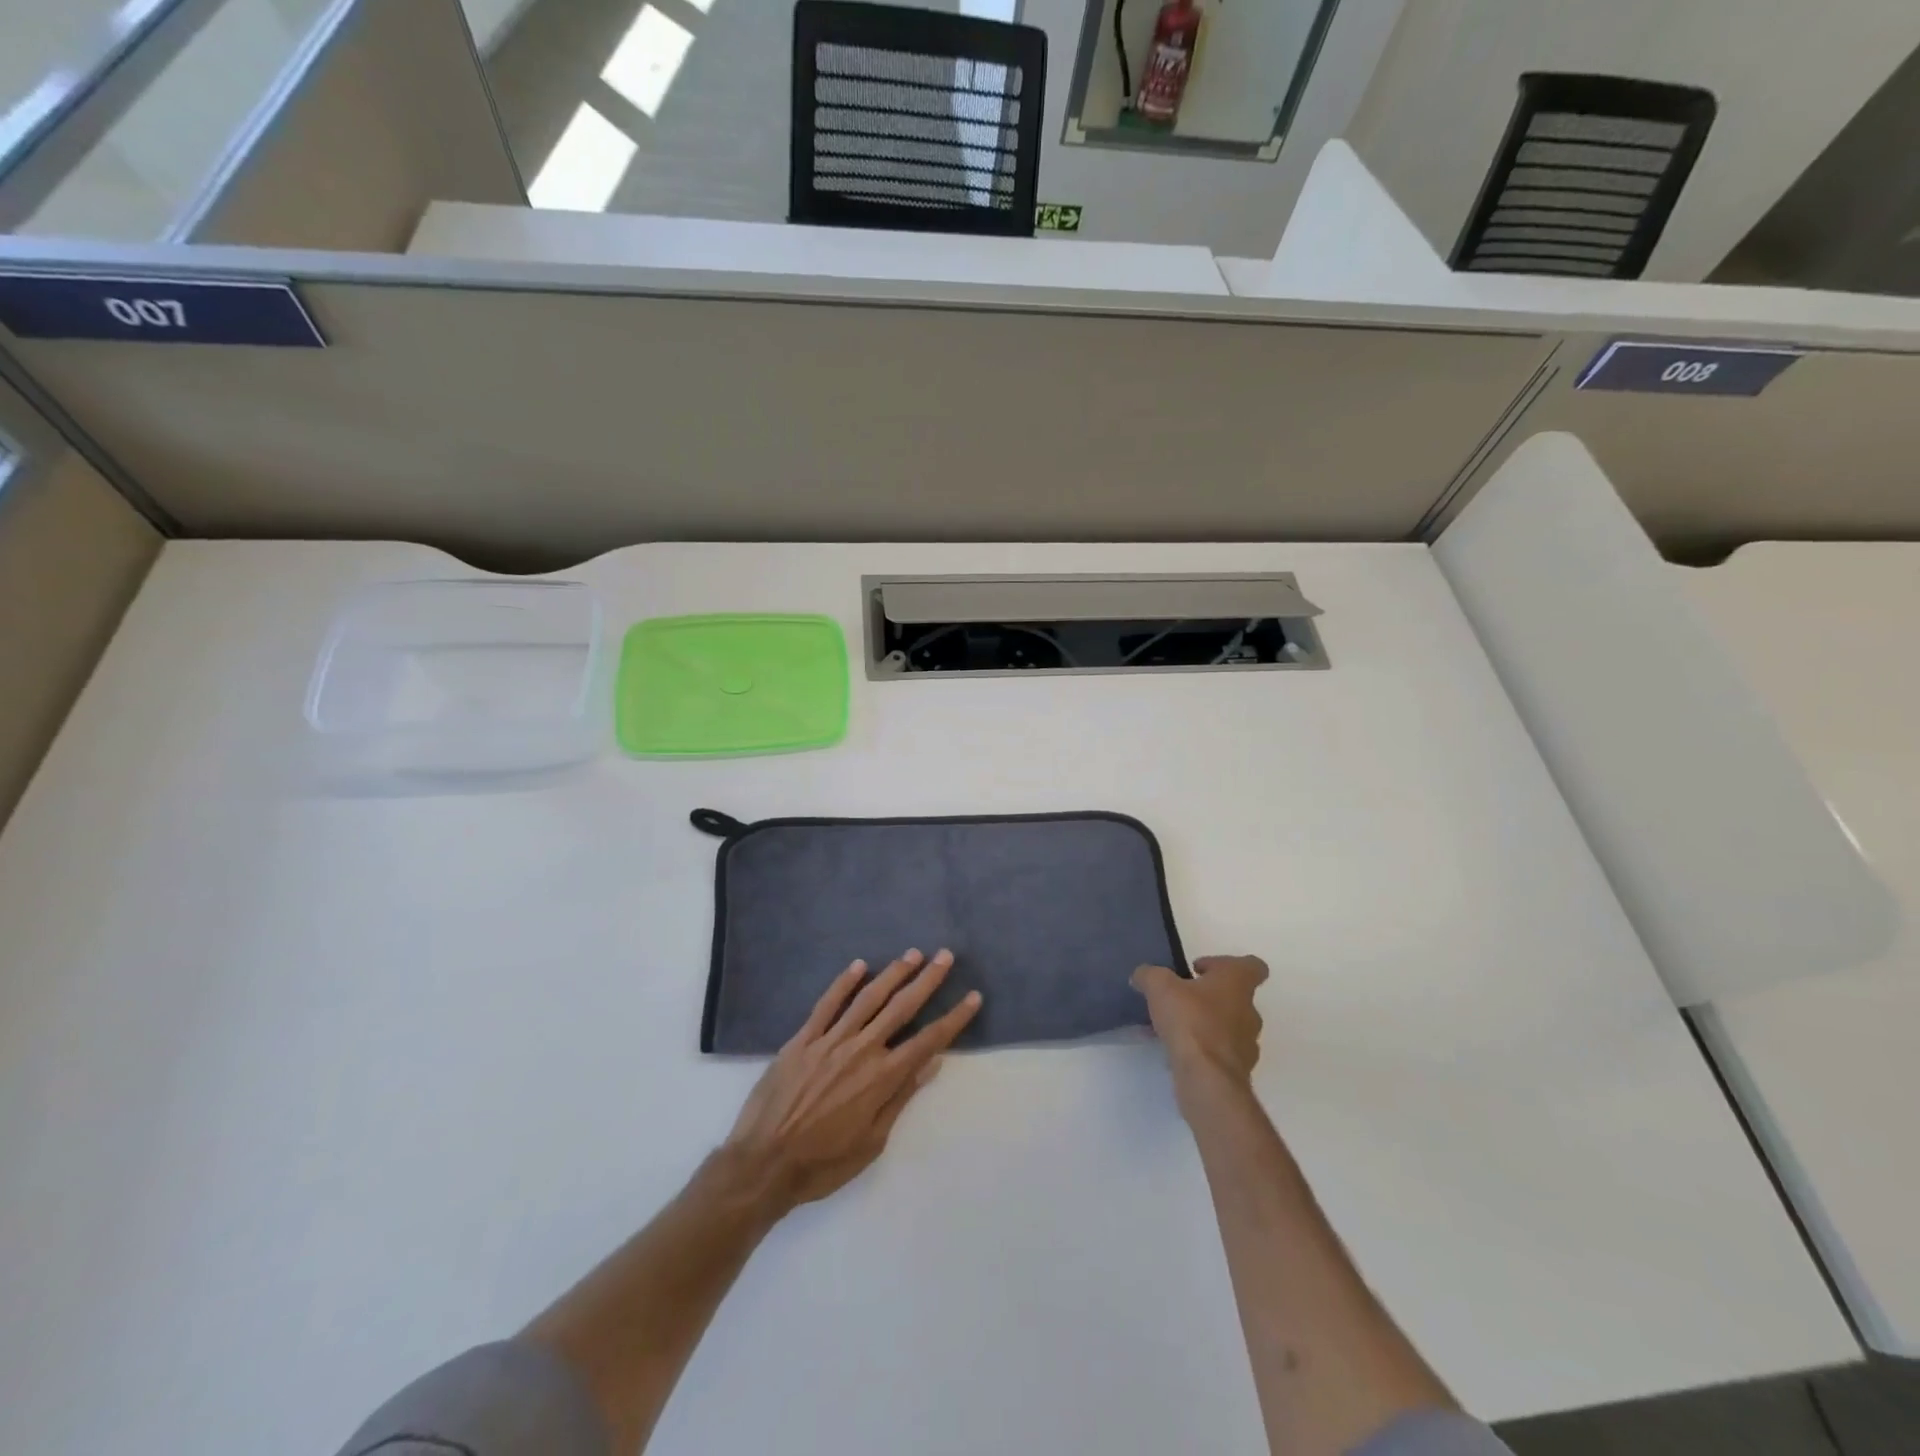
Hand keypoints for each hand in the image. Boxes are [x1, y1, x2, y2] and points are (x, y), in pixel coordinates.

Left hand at [720, 949, 980, 1216]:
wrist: (763, 1163)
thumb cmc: (823, 1163)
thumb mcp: (872, 1142)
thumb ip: (901, 1097)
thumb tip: (932, 1063)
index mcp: (882, 1077)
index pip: (928, 1040)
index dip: (953, 1018)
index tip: (972, 997)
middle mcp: (861, 1050)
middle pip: (901, 1008)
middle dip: (927, 981)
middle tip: (945, 956)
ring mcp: (830, 1040)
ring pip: (868, 998)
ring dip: (892, 974)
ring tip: (912, 954)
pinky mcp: (803, 1039)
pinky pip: (827, 1004)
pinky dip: (843, 983)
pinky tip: (858, 966)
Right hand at [1132, 954, 1267, 1085]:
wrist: (1207, 1078)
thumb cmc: (1190, 1020)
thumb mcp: (1160, 986)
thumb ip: (1150, 975)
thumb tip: (1142, 975)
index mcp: (1237, 983)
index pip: (1252, 965)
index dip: (1225, 964)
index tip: (1200, 969)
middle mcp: (1249, 1011)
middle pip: (1235, 997)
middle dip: (1208, 997)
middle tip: (1180, 999)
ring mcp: (1247, 1044)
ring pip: (1227, 1026)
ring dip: (1205, 1024)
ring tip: (1174, 1029)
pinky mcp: (1237, 1070)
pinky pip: (1219, 1053)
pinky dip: (1202, 1050)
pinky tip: (1176, 1052)